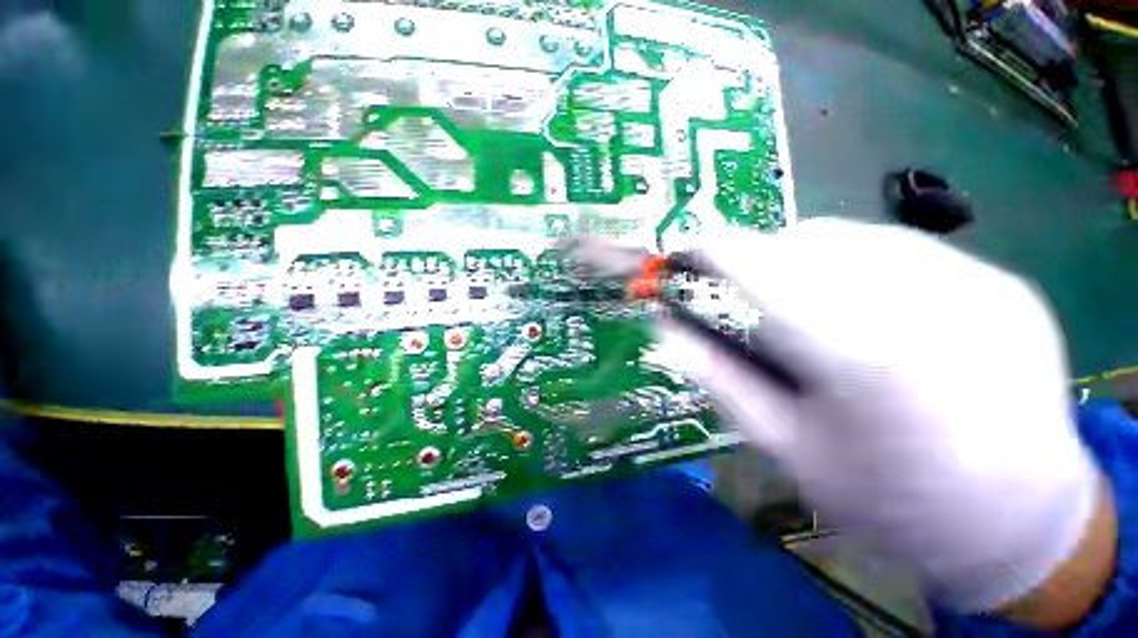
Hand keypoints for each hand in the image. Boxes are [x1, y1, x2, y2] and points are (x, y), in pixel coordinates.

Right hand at [659, 219, 1112, 626]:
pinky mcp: (1005, 284)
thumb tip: (665, 328)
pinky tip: (875, 315)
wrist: (1017, 525)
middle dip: (760, 262)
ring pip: (853, 237)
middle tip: (752, 300)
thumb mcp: (782, 446)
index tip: (686, 253)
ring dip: (810, 262)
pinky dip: (863, 268)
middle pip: (805, 240)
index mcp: (857, 354)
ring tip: (814, 310)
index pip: (758, 267)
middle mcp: (924, 300)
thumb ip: (717, 376)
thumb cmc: (885, 501)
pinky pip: (906, 251)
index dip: (713, 251)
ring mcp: (977, 283)